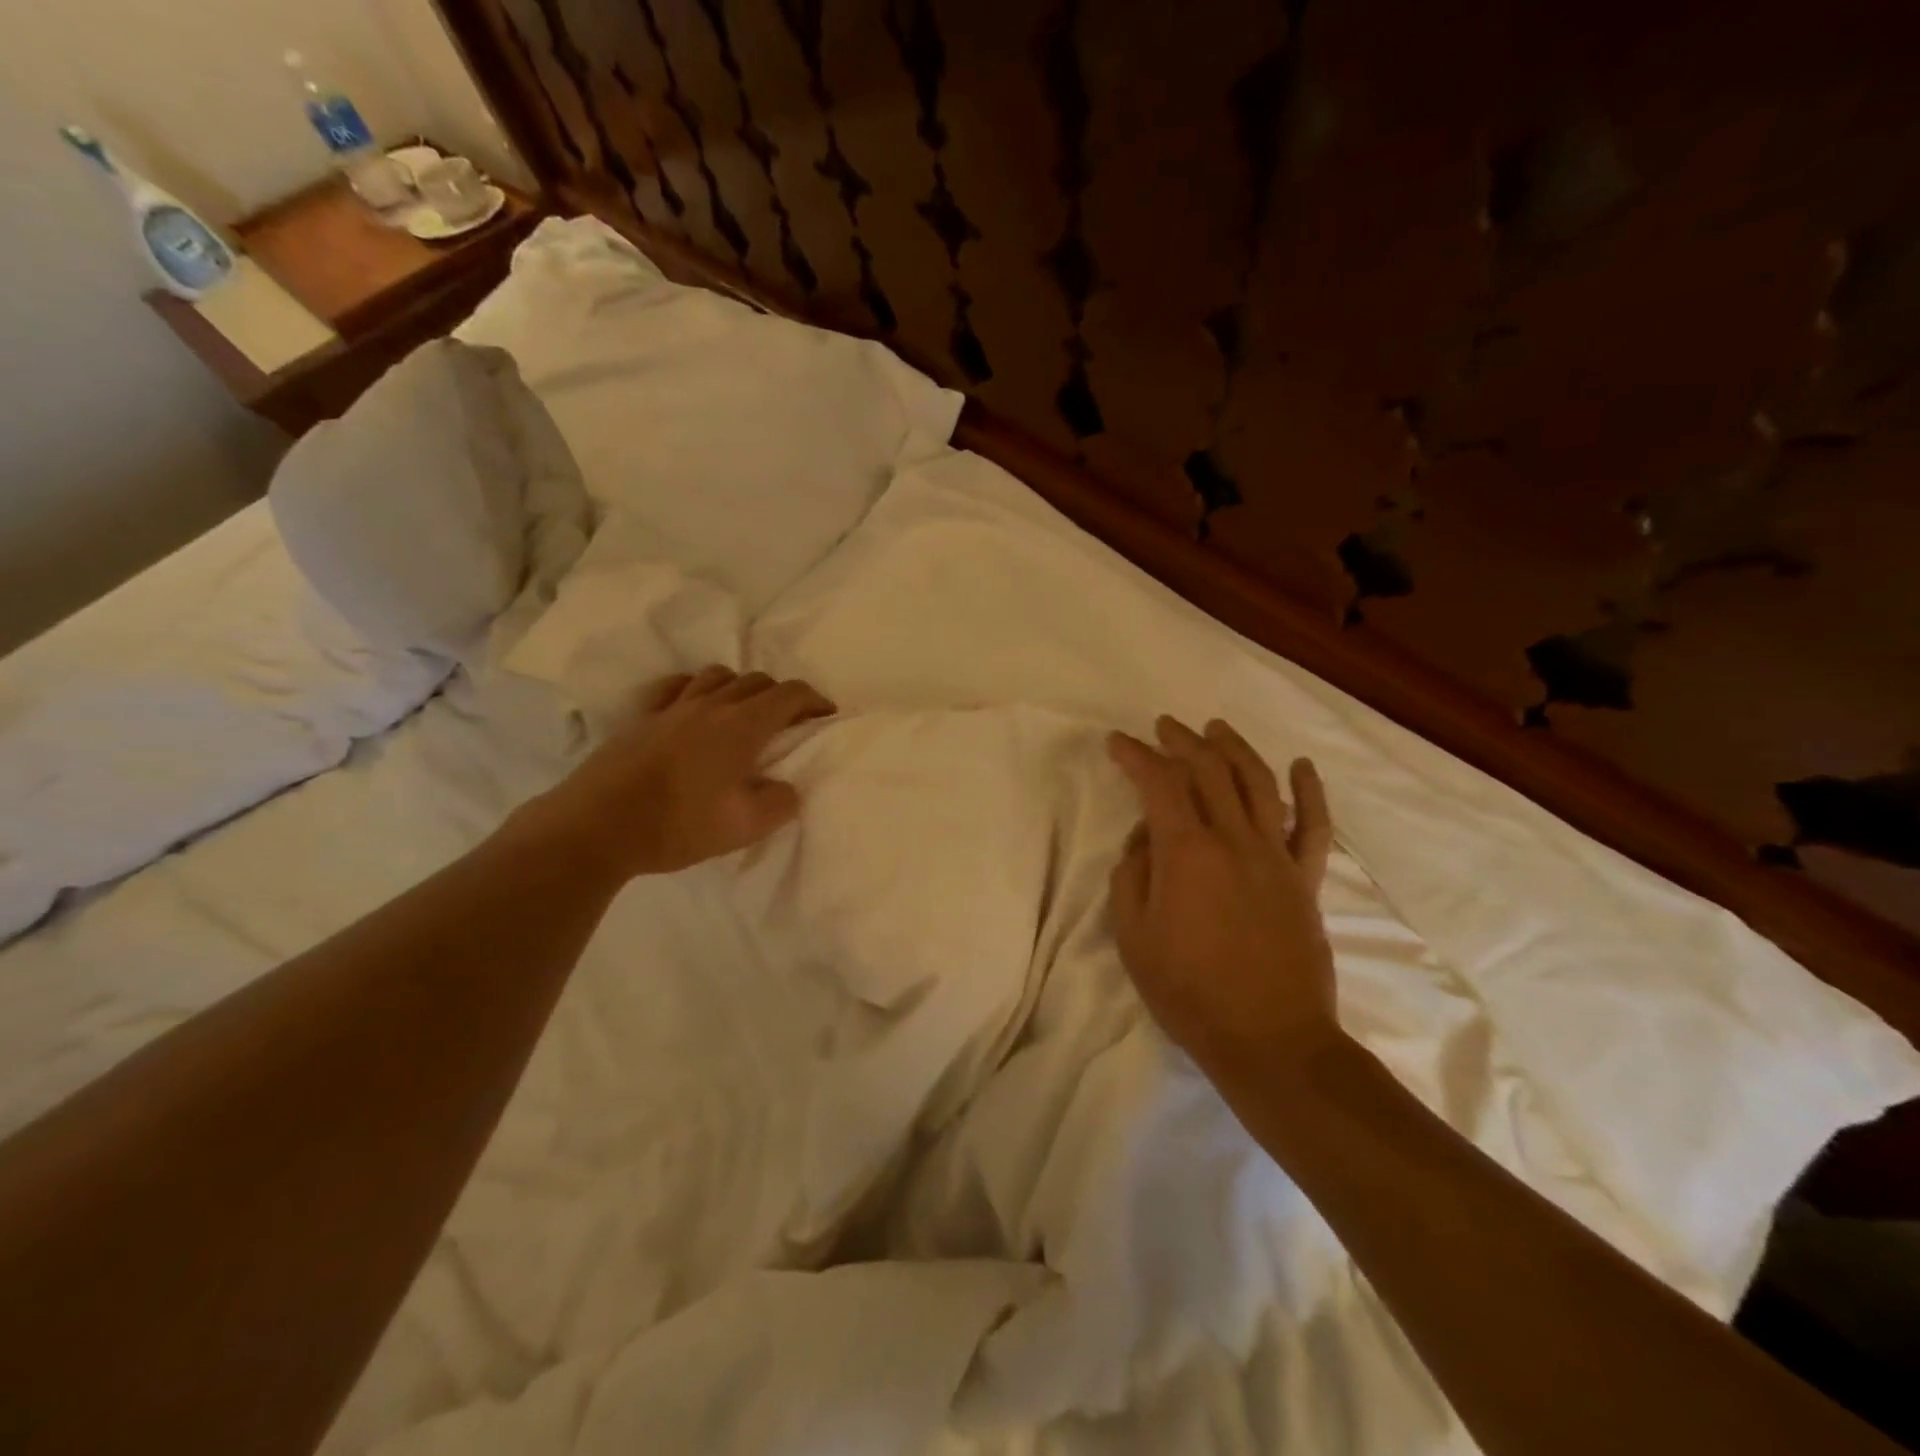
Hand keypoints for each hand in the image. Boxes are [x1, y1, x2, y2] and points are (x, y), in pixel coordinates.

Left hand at [515, 665, 835, 880]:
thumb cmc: (678, 825)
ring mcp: (673, 706)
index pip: (790, 694)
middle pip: (758, 680)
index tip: (826, 716)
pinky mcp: (644, 717)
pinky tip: (696, 706)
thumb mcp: (745, 827)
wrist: (597, 827)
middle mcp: (711, 704)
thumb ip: (780, 803)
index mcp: (742, 726)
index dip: (815, 700)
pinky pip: (678, 686)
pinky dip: (698, 688)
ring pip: (718, 675)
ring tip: (744, 713)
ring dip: (741, 687)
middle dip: (782, 695)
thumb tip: (787, 788)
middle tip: (789, 723)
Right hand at [1108, 716, 1340, 1082]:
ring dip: (1234, 749)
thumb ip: (1132, 876)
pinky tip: (1302, 766)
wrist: (1270, 1041)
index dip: (1135, 756)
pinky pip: (1314, 827)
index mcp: (1187, 853)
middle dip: (1182, 741)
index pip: (1159, 783)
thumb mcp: (1134, 937)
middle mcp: (1234, 840)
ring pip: (1259, 783)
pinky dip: (1310, 792)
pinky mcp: (1306, 880)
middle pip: (1209, 770)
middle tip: (1163, 727)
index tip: (1117, 742)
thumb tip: (1145, 840)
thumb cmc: (1190, 992)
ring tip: (1216, 728)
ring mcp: (1277, 857)